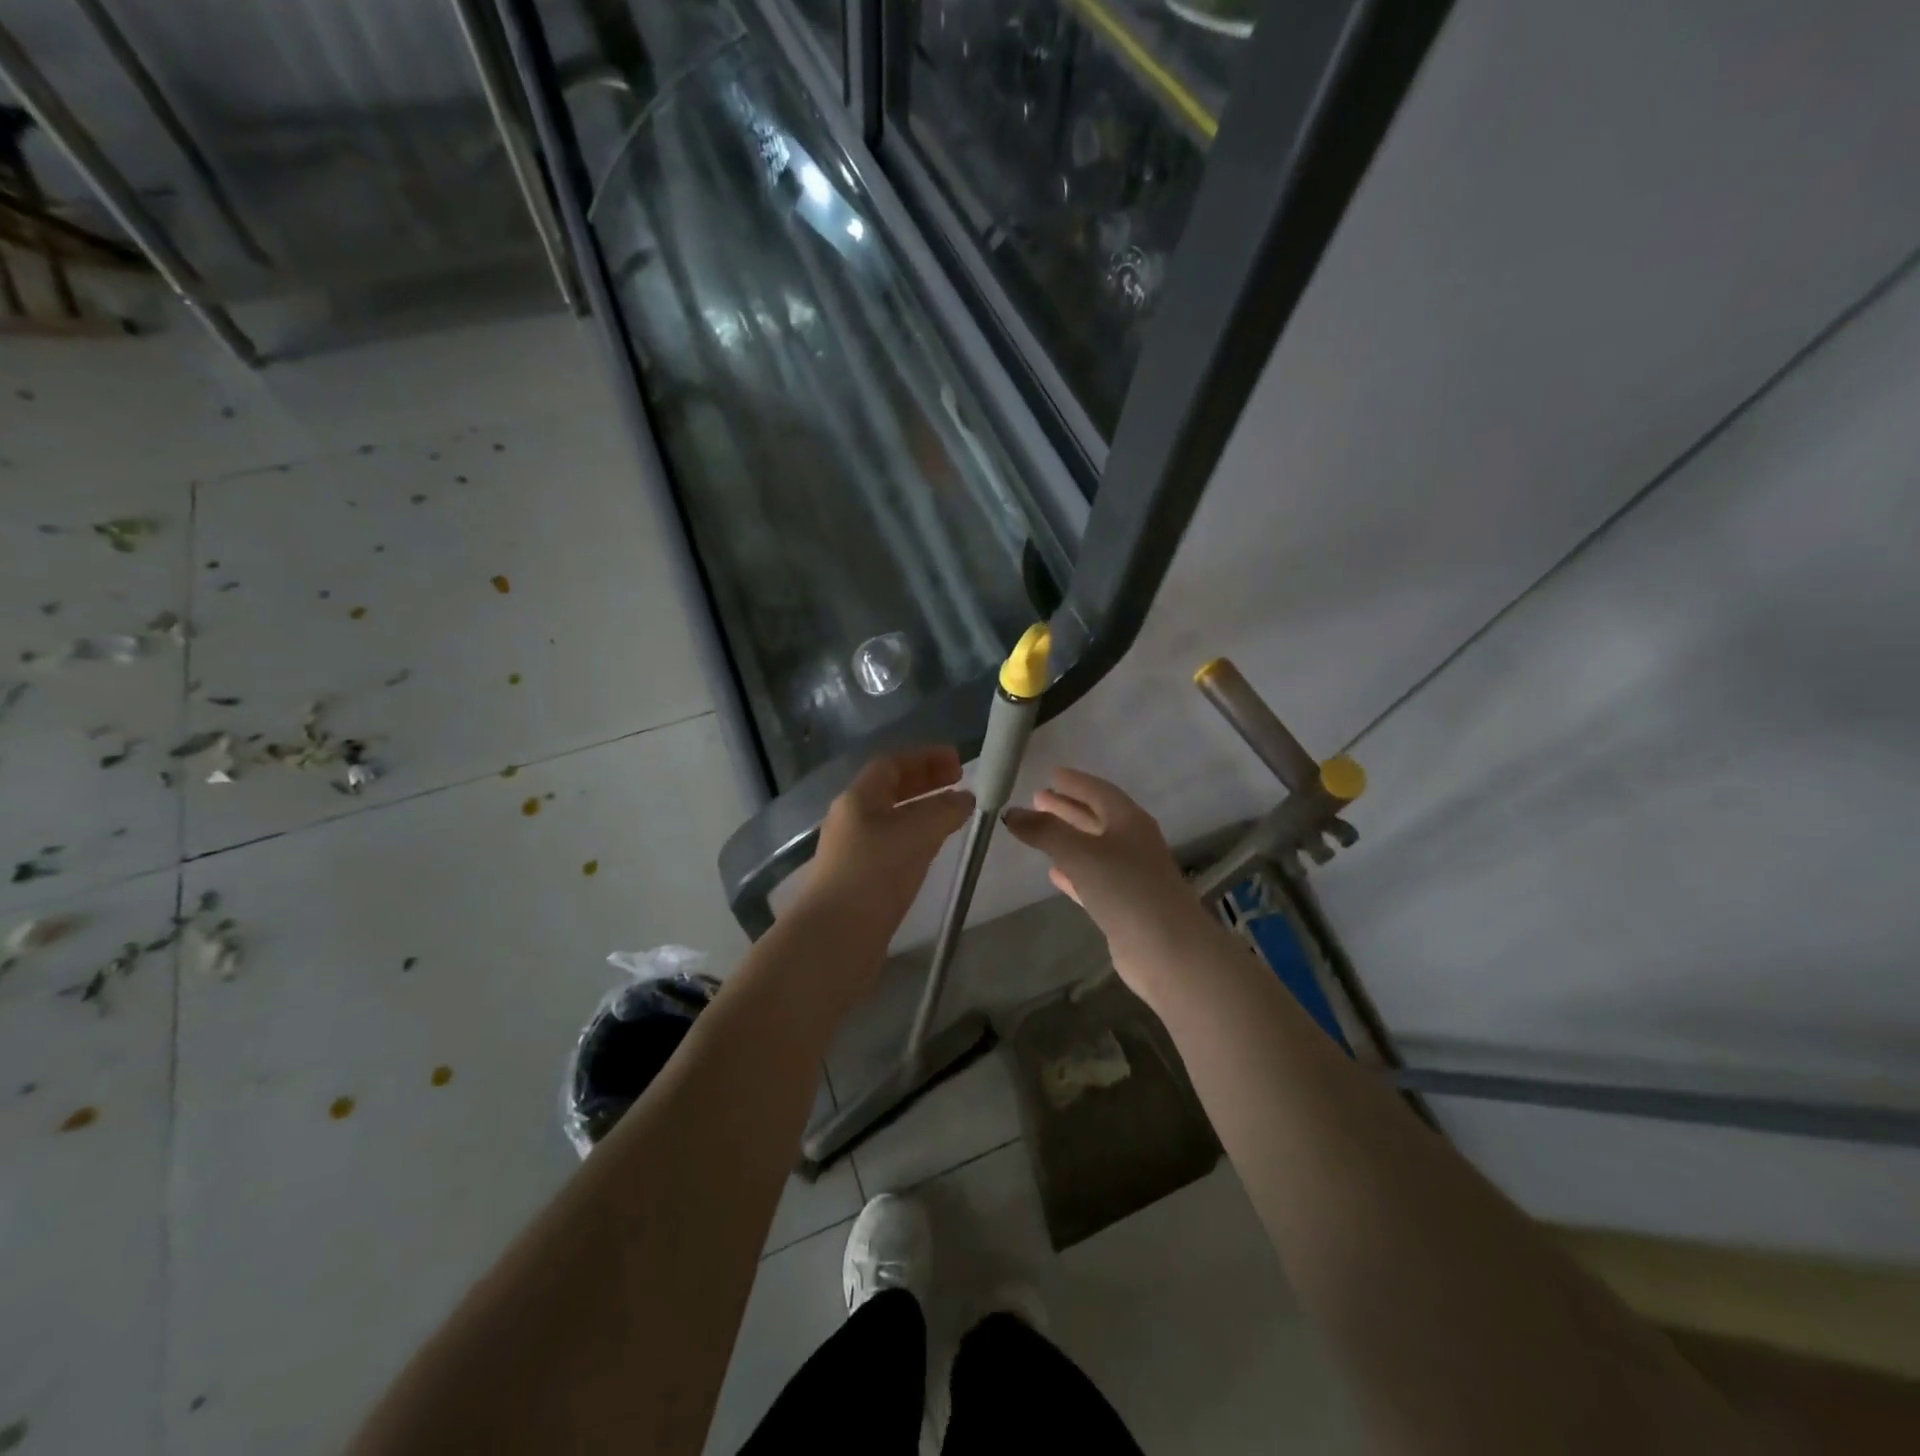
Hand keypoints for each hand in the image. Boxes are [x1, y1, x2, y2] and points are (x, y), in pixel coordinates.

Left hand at [800, 747, 974, 938]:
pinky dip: (917, 839)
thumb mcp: (916, 833)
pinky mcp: (861, 880)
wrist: (836, 936)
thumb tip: (965, 799)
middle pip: (890, 790)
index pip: (891, 764)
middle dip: (925, 782)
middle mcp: (852, 820)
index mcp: (858, 799)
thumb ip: (944, 811)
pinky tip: (934, 851)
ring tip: (954, 816)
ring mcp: (854, 851)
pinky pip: (893, 847)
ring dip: (923, 812)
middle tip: (959, 783)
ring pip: (893, 820)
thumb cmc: (874, 873)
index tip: (958, 762)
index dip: (925, 758)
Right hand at [1002, 768, 1210, 997]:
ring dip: (1068, 838)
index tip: (1051, 774)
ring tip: (1038, 830)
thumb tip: (1011, 813)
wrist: (1167, 949)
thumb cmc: (1125, 889)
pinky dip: (1073, 871)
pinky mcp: (1123, 905)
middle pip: (1096, 818)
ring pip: (1093, 848)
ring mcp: (1130, 875)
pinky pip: (1092, 878)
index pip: (1099, 791)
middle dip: (1067, 808)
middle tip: (1038, 798)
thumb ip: (1045, 831)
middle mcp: (1133, 842)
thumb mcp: (1080, 853)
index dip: (1075, 782)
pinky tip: (1054, 873)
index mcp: (1129, 821)